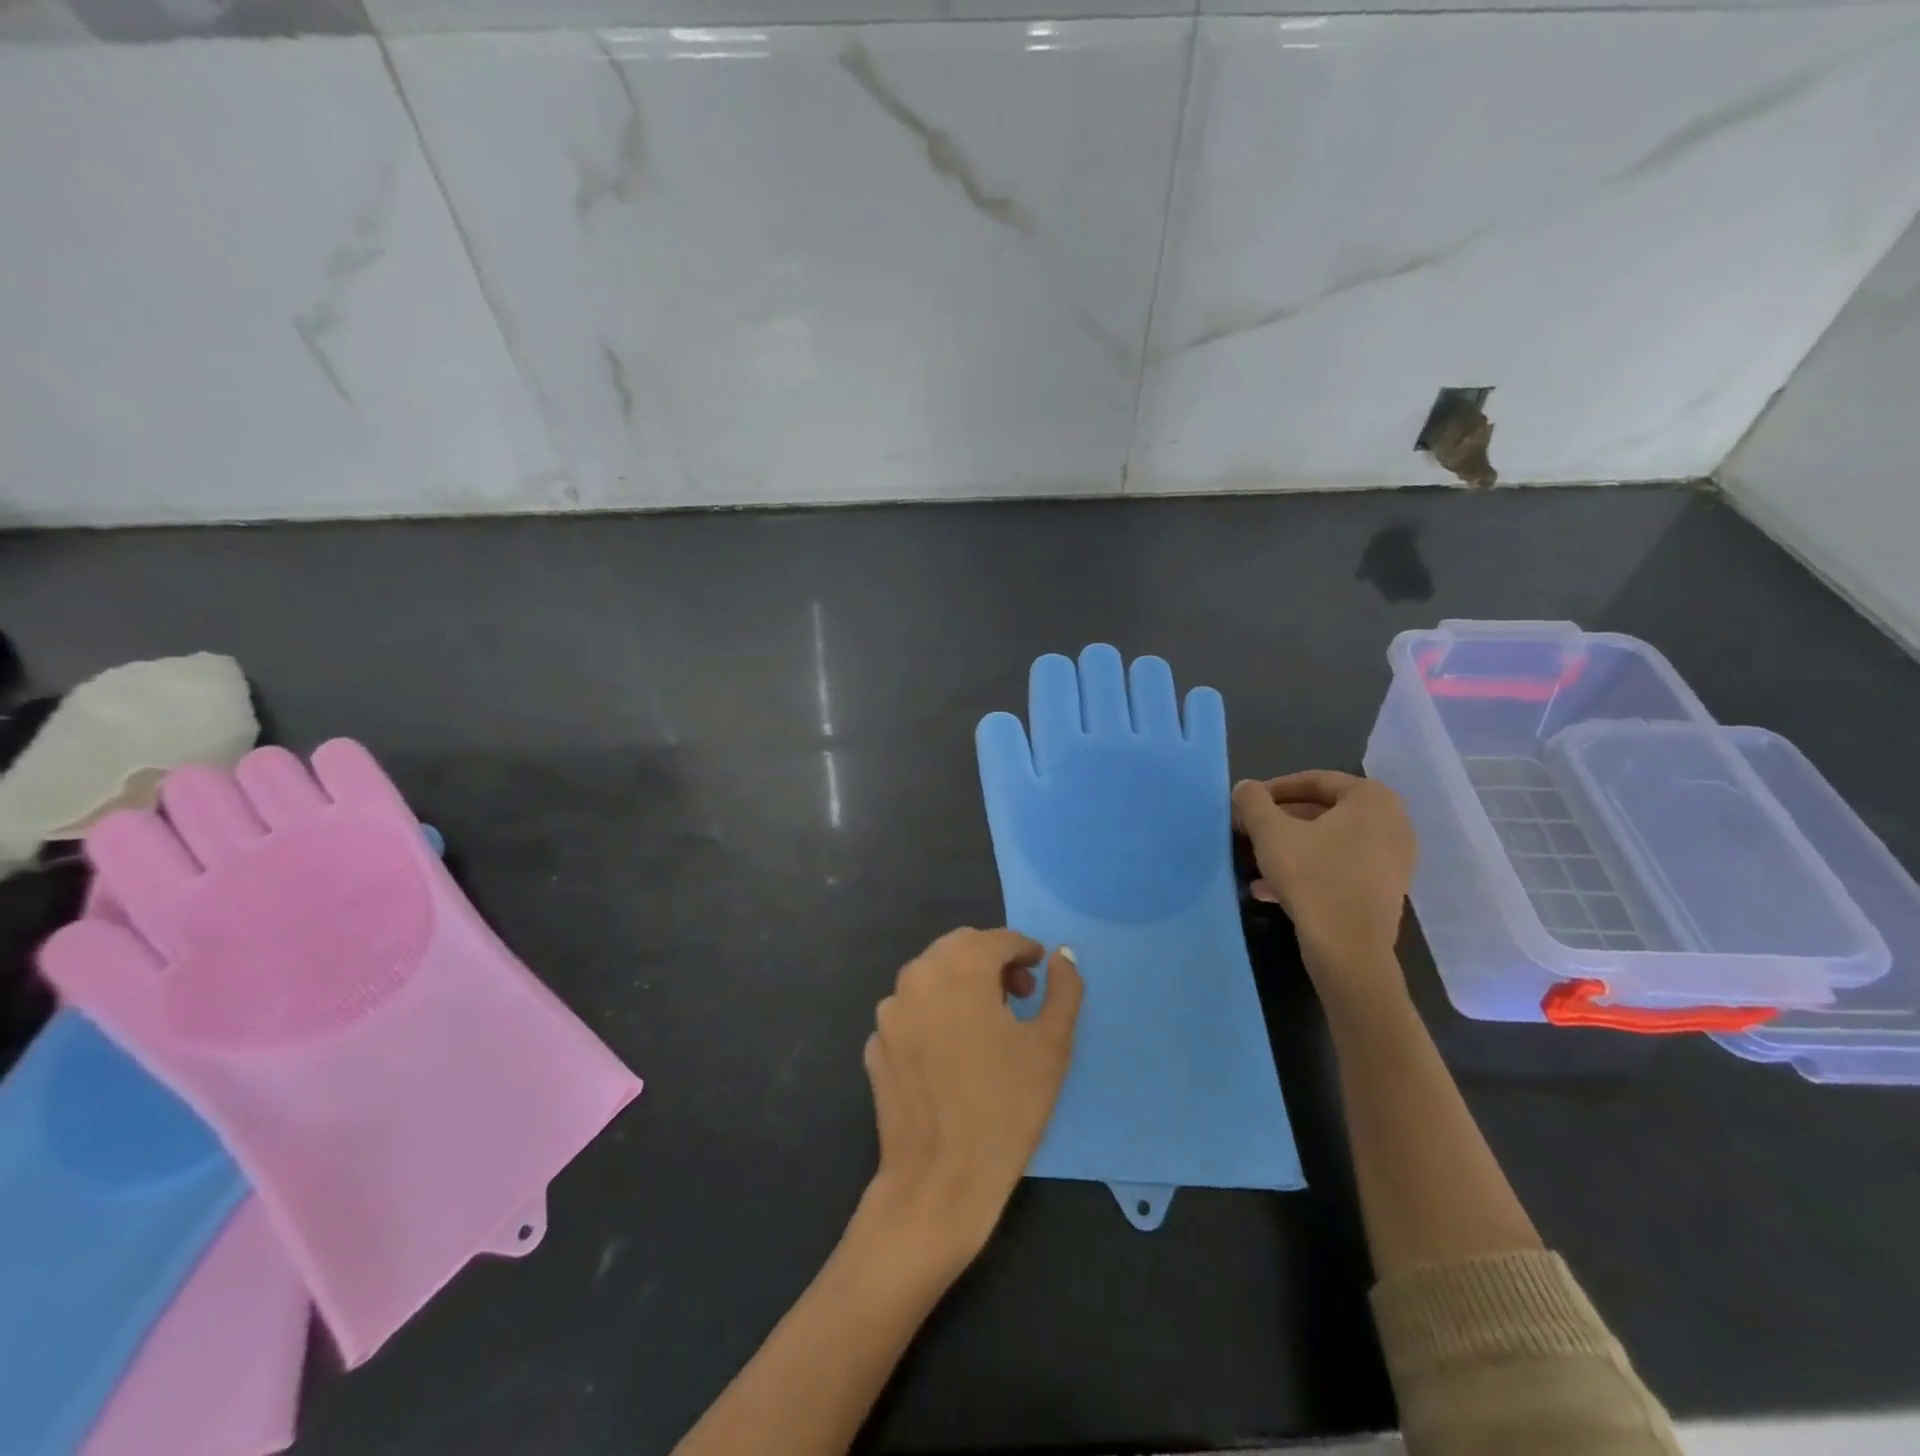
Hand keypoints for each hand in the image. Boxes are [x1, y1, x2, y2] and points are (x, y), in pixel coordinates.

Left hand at [860, 928, 1081, 1268]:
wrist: (940, 1180)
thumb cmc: (1006, 1108)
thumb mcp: (1051, 1045)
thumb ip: (1064, 990)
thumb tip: (1063, 955)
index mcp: (959, 969)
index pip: (996, 939)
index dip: (1024, 949)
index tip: (1040, 970)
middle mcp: (917, 977)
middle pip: (959, 948)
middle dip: (991, 960)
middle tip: (1019, 994)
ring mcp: (889, 1012)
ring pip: (930, 975)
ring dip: (960, 982)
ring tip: (987, 1021)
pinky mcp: (876, 1044)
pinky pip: (911, 1011)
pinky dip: (934, 1013)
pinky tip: (952, 1050)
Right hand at [1232, 771, 1416, 997]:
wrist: (1349, 950)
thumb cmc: (1313, 878)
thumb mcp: (1270, 833)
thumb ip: (1253, 802)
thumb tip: (1245, 788)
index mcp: (1372, 799)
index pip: (1314, 780)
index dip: (1273, 790)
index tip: (1246, 805)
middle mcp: (1392, 823)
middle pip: (1322, 811)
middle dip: (1280, 821)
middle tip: (1249, 831)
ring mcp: (1392, 859)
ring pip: (1328, 842)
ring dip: (1290, 847)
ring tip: (1255, 861)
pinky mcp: (1384, 889)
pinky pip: (1339, 867)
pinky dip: (1308, 870)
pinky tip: (1270, 889)